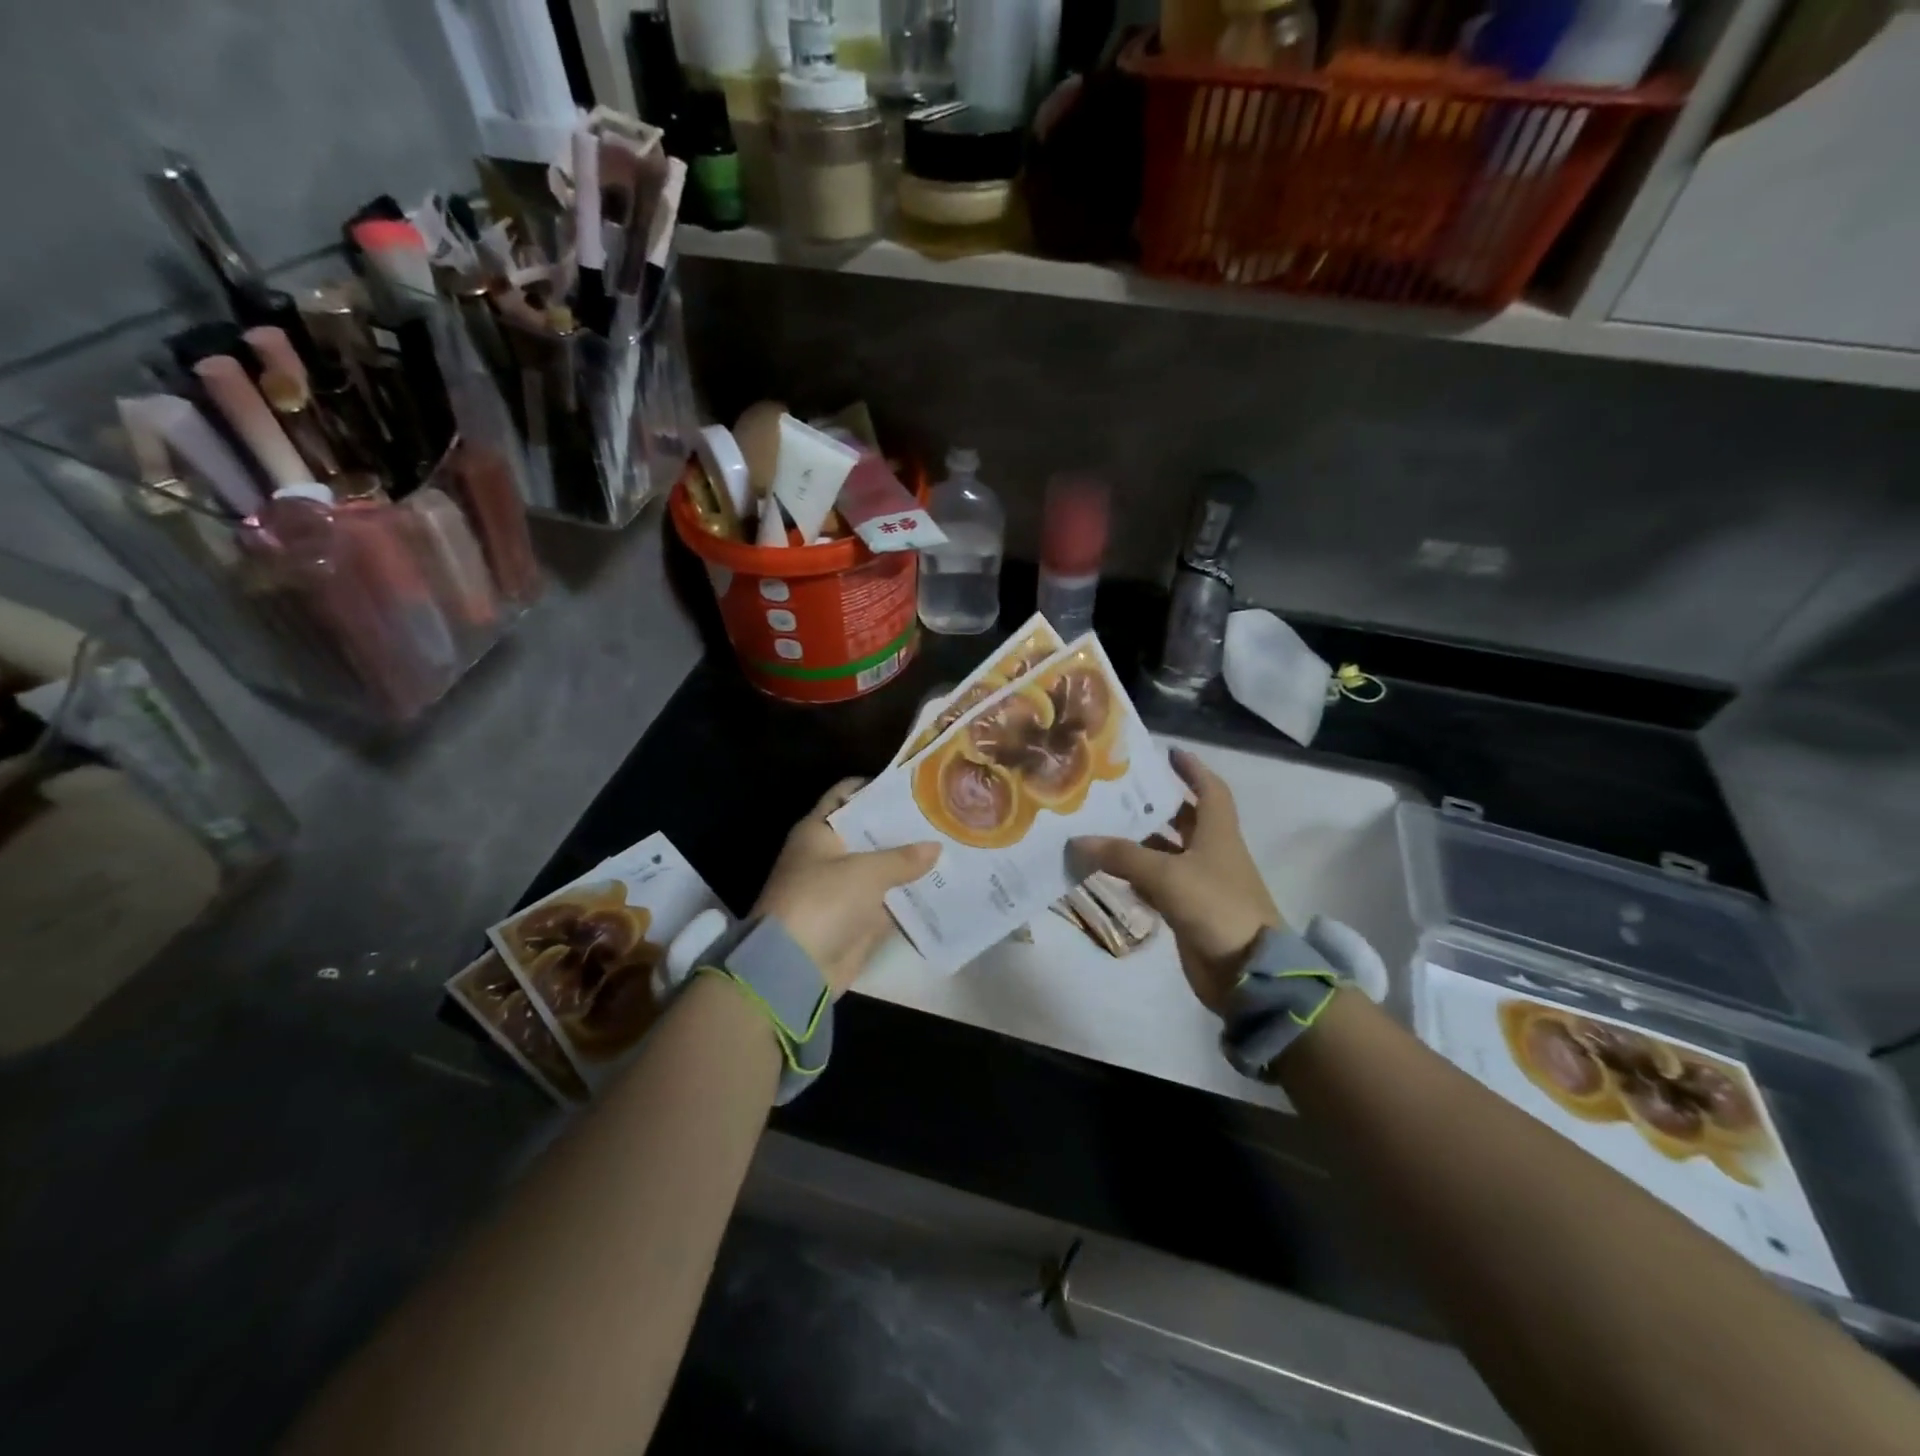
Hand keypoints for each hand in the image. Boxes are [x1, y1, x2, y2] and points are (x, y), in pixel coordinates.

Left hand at [754, 778, 939, 996]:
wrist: (794, 967)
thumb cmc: (823, 900)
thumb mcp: (866, 872)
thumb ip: (903, 857)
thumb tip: (935, 847)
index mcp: (818, 831)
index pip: (845, 795)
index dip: (874, 787)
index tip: (912, 785)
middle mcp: (829, 855)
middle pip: (869, 833)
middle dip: (901, 828)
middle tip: (941, 817)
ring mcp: (842, 889)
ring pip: (881, 869)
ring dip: (909, 864)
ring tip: (950, 848)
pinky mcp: (855, 920)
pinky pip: (887, 902)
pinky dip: (908, 897)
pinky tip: (942, 886)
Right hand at [1071, 748, 1278, 1014]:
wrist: (1248, 971)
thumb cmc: (1215, 907)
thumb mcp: (1167, 875)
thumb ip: (1122, 856)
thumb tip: (1078, 840)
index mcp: (1218, 833)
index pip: (1209, 789)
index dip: (1192, 769)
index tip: (1169, 752)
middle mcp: (1211, 852)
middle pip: (1183, 819)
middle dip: (1155, 804)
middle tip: (1117, 791)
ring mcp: (1201, 883)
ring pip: (1167, 853)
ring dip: (1139, 842)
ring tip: (1101, 827)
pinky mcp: (1190, 910)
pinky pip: (1159, 884)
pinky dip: (1137, 876)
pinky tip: (1109, 871)